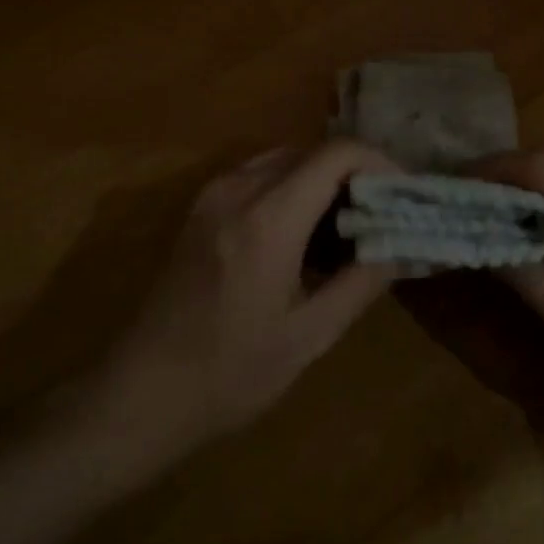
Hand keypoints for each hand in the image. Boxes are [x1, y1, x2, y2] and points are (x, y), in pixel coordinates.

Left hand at [103, 141, 400, 452]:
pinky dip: (292, 187)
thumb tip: (400, 245)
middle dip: (355, 173)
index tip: (402, 196)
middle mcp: (240, 188)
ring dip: (323, 179)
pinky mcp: (200, 207)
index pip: (338, 154)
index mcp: (270, 217)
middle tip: (381, 214)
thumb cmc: (230, 373)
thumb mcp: (309, 337)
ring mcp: (214, 194)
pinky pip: (259, 174)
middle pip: (313, 150)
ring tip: (347, 225)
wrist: (141, 393)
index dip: (380, 164)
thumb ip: (361, 282)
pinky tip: (303, 233)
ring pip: (286, 158)